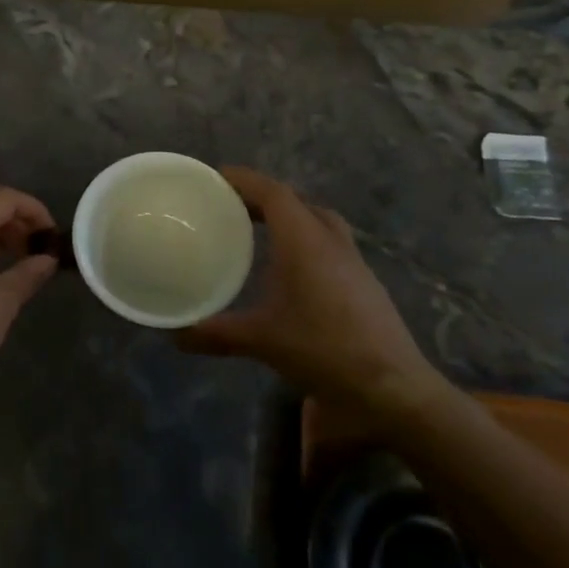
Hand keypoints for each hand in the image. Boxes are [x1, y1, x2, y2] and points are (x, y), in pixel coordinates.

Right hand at [176, 168, 446, 417]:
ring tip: (257, 232)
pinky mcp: (364, 283)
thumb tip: (174, 334)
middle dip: (262, 197)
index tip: (214, 178)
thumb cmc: (324, 350)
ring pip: (318, 221)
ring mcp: (353, 262)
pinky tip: (289, 270)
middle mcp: (331, 241)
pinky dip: (304, 240)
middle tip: (229, 206)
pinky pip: (329, 243)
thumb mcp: (262, 342)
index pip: (273, 192)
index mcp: (305, 241)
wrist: (393, 389)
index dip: (243, 179)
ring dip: (288, 217)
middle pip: (296, 201)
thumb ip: (215, 334)